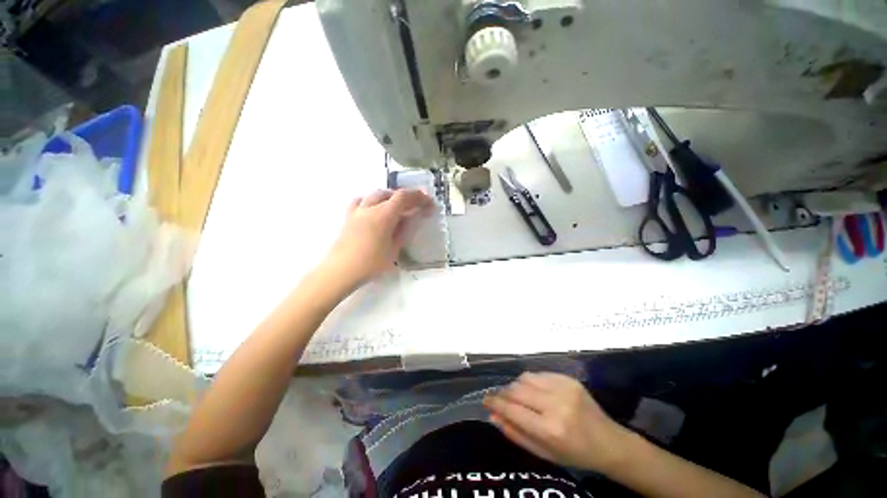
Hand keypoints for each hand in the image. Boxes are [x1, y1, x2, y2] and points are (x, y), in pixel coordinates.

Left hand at [324, 189, 434, 284]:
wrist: (340, 271)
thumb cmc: (370, 263)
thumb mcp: (394, 249)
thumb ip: (403, 230)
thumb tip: (410, 218)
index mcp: (383, 215)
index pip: (403, 197)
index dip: (417, 196)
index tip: (428, 201)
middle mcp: (370, 207)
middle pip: (390, 193)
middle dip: (405, 197)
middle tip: (416, 205)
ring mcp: (357, 211)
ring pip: (375, 194)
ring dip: (389, 196)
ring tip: (397, 206)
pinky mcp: (348, 217)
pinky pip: (361, 201)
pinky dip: (372, 200)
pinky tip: (374, 209)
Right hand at [484, 372, 632, 473]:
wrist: (610, 443)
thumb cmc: (575, 454)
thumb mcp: (544, 453)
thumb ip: (516, 433)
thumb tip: (492, 416)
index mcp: (550, 429)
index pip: (512, 409)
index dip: (495, 403)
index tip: (485, 400)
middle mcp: (555, 404)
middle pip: (517, 389)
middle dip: (504, 394)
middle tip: (501, 400)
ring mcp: (563, 387)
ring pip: (525, 378)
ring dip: (516, 386)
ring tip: (519, 397)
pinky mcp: (568, 379)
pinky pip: (539, 375)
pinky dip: (531, 382)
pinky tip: (535, 392)